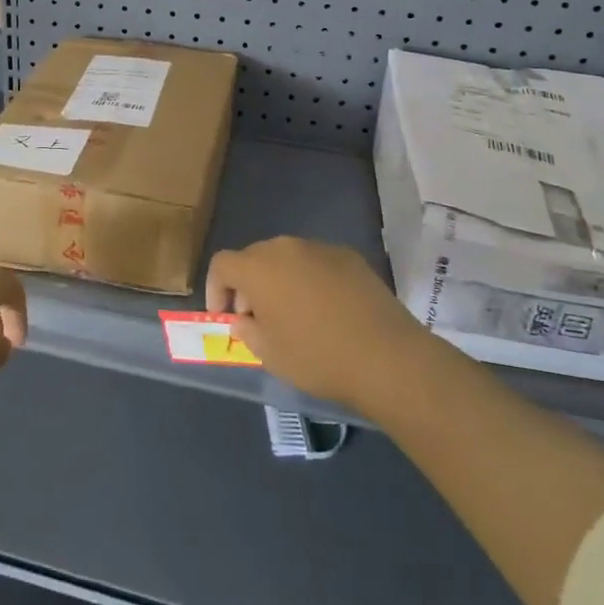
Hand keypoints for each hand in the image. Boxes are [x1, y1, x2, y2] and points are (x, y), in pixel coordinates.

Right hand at [206, 237, 425, 413]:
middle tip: (258, 318)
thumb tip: (244, 319)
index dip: (216, 289)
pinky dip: (311, 279)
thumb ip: (248, 331)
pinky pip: (317, 262)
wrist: (387, 356)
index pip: (222, 264)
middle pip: (254, 257)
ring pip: (287, 258)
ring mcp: (320, 248)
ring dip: (280, 280)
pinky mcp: (349, 256)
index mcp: (259, 267)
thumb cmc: (318, 357)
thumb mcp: (271, 354)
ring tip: (294, 314)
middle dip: (249, 285)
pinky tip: (327, 310)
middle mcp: (286, 247)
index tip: (226, 317)